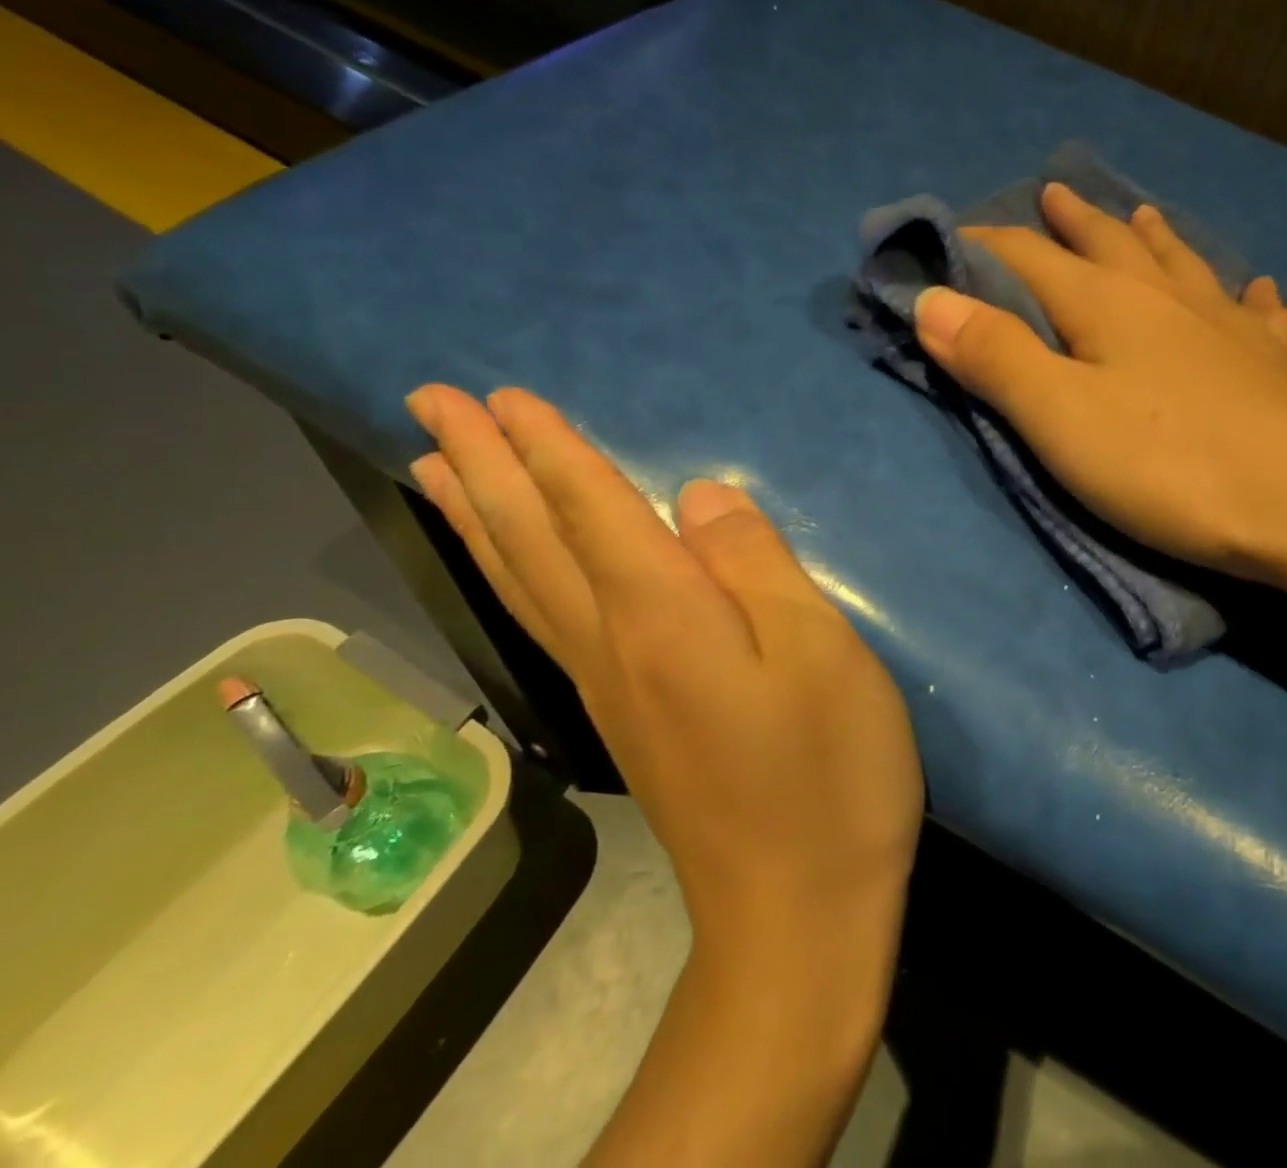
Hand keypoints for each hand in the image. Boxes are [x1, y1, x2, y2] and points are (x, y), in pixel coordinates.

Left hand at [403, 384, 923, 965]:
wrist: (798, 915)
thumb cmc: (829, 773)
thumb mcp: (822, 654)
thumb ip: (759, 565)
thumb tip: (701, 495)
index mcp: (664, 619)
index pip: (591, 511)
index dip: (550, 449)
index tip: (502, 396)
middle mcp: (615, 646)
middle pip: (532, 541)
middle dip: (483, 466)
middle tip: (432, 402)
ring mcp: (611, 689)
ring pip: (521, 584)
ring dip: (476, 517)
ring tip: (433, 466)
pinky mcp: (626, 720)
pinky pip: (543, 621)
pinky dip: (509, 576)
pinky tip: (512, 566)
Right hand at [913, 182, 1286, 580]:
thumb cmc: (1167, 464)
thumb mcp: (1060, 416)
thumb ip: (994, 356)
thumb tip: (931, 299)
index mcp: (1106, 304)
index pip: (1028, 258)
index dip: (982, 246)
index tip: (948, 243)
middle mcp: (1166, 299)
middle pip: (1108, 244)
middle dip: (1072, 222)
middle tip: (1052, 193)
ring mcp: (1225, 328)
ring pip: (1180, 265)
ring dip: (1151, 237)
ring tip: (1141, 215)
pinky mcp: (1271, 367)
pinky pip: (1255, 314)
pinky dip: (1246, 298)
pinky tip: (1256, 291)